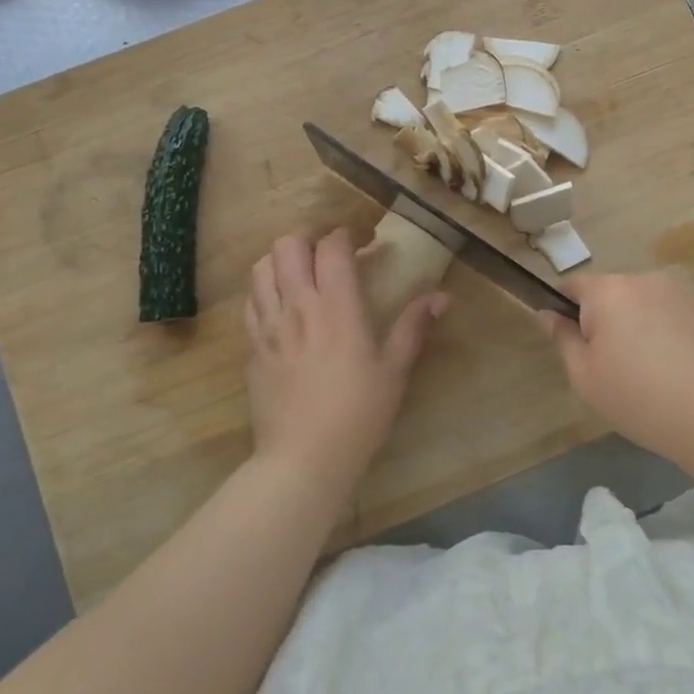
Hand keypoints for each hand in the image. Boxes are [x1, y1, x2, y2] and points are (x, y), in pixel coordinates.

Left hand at [243, 228, 448, 494]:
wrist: (302, 460)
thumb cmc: (357, 415)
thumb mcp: (394, 371)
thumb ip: (413, 326)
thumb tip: (442, 296)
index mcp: (336, 307)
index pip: (332, 246)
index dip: (348, 233)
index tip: (366, 240)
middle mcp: (297, 306)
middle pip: (288, 244)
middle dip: (311, 236)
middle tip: (330, 250)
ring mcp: (268, 326)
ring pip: (262, 267)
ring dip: (282, 258)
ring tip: (302, 270)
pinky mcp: (252, 347)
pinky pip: (251, 301)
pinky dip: (265, 289)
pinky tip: (282, 304)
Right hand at [541, 270, 693, 468]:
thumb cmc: (642, 400)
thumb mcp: (586, 379)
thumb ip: (563, 340)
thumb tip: (548, 314)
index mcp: (609, 292)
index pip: (574, 286)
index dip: (568, 310)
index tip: (578, 342)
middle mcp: (647, 278)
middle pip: (616, 294)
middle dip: (613, 320)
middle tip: (622, 367)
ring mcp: (687, 290)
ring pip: (652, 303)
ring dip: (648, 324)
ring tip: (663, 370)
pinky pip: (685, 313)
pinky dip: (681, 332)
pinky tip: (692, 369)